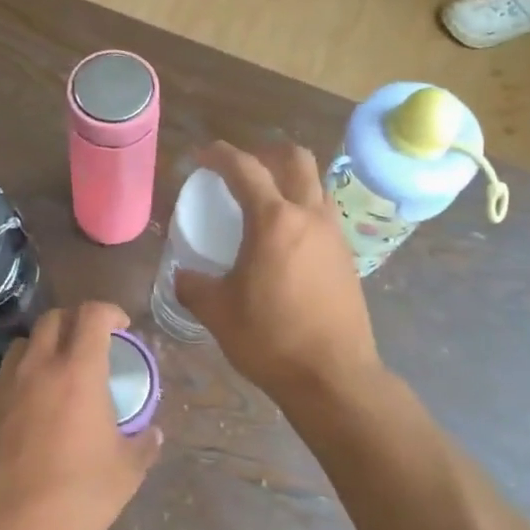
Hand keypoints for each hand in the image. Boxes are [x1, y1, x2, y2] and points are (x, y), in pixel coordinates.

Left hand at [0, 302, 161, 529]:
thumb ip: (144, 444)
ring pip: (23, 345)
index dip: (110, 312)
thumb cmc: (78, 497)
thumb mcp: (127, 472)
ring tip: (58, 374)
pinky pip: (5, 379)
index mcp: (77, 372)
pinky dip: (23, 380)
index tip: (121, 328)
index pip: (92, 314)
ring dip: (45, 347)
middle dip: (76, 322)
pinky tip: (32, 412)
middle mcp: (37, 368)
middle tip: (91, 346)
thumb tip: (153, 433)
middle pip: (53, 319)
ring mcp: (4, 388)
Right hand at [173, 142, 381, 402]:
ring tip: (265, 200)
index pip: (245, 169)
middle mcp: (309, 216)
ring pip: (316, 184)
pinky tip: (285, 238)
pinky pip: (324, 213)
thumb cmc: (270, 339)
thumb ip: (193, 286)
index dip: (220, 155)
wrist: (332, 375)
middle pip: (295, 159)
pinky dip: (303, 208)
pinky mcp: (347, 256)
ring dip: (290, 179)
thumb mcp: (217, 312)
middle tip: (241, 168)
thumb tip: (183, 275)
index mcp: (274, 221)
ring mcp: (334, 235)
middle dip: (265, 153)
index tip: (202, 156)